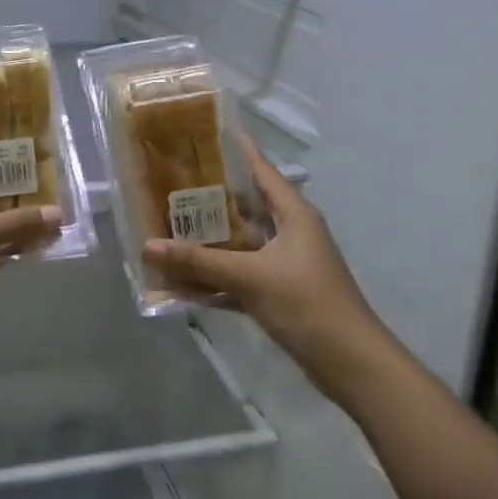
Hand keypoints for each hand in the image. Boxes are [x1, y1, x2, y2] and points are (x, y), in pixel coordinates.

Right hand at [144, 143, 383, 393]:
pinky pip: (240, 276)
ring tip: (167, 226)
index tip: (199, 134)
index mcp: (293, 213)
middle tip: (167, 182)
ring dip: (208, 241)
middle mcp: (290, 231)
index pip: (260, 169)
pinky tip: (181, 282)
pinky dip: (215, 278)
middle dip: (208, 197)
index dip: (233, 149)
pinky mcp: (279, 292)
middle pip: (244, 205)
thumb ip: (198, 261)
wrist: (350, 364)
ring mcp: (285, 264)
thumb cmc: (306, 303)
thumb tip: (147, 245)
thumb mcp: (250, 277)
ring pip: (240, 242)